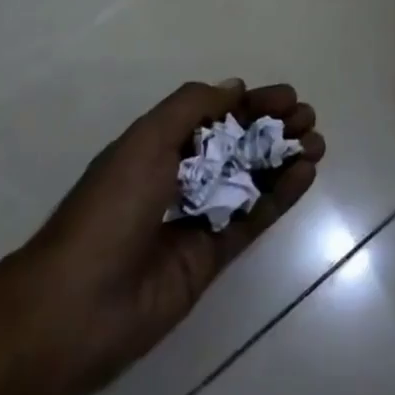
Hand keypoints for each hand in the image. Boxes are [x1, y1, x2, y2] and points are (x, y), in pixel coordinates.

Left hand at [20, 80, 324, 394]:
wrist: (78, 306)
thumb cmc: (110, 207)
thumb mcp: (146, 139)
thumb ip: (192, 107)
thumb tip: (235, 88)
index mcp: (159, 145)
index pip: (215, 114)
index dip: (251, 103)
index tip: (287, 96)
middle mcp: (181, 176)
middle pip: (237, 143)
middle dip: (272, 127)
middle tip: (308, 118)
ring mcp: (198, 217)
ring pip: (250, 178)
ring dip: (283, 158)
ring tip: (317, 143)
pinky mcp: (213, 257)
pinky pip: (252, 218)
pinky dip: (280, 195)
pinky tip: (305, 174)